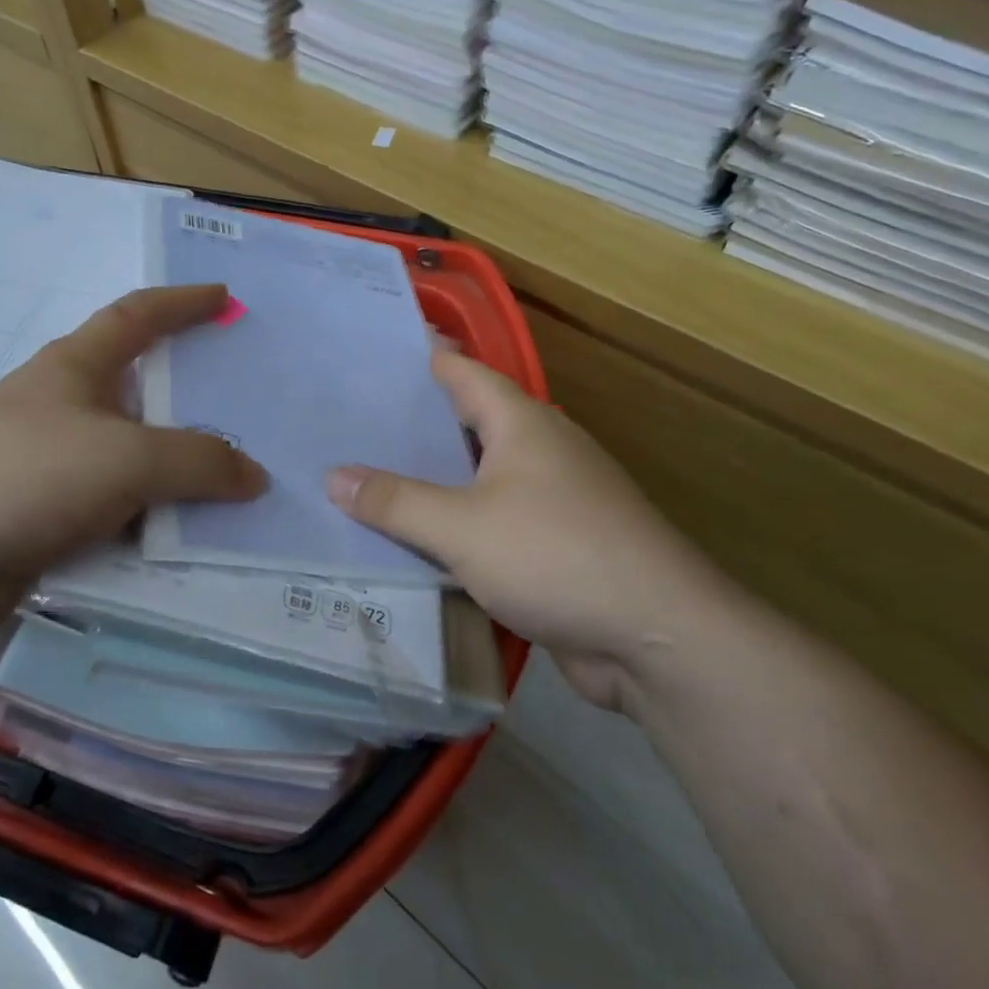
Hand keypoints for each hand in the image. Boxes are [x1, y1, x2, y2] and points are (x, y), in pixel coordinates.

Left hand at [0, 285, 267, 628]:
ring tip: (232, 482)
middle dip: (189, 397)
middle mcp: (64, 407)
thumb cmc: (27, 475)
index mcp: (75, 367)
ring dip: (176, 469)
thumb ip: (198, 462)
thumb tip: (255, 476)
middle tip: (244, 408)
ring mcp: (53, 463)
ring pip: (133, 457)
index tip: (224, 297)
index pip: (137, 315)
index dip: (183, 302)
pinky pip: (118, 507)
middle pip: (140, 391)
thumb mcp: (127, 458)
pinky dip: (152, 517)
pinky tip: (186, 536)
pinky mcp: (47, 514)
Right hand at [325, 351, 729, 709]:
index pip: (465, 374)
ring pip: (481, 478)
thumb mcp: (461, 526)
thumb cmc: (556, 556)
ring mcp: (554, 501)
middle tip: (357, 423)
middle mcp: (542, 452)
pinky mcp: (557, 547)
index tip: (380, 352)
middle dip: (418, 423)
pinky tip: (420, 539)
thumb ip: (396, 502)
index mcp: (523, 425)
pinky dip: (457, 525)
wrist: (655, 637)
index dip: (426, 359)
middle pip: (471, 424)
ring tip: (374, 478)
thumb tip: (333, 476)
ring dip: (436, 479)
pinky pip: (493, 523)